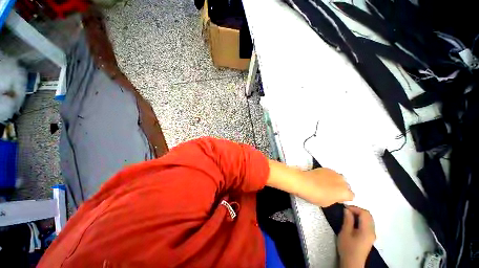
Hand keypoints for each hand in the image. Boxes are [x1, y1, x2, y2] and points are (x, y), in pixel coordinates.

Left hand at [297, 168, 353, 206]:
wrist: (303, 182)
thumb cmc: (315, 195)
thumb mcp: (327, 203)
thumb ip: (335, 199)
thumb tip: (335, 196)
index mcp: (345, 192)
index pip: (351, 196)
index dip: (344, 198)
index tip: (338, 199)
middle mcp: (343, 181)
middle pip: (346, 186)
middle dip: (341, 189)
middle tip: (332, 191)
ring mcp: (334, 173)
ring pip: (339, 178)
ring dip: (335, 181)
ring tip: (326, 184)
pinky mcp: (326, 168)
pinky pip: (331, 173)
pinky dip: (329, 176)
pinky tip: (321, 178)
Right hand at [338, 206, 375, 267]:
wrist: (352, 262)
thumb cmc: (348, 247)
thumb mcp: (345, 232)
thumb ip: (347, 220)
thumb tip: (347, 209)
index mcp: (367, 230)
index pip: (364, 213)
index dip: (355, 208)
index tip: (344, 208)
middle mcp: (372, 231)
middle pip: (368, 215)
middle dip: (357, 210)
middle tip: (346, 210)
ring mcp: (372, 234)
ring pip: (369, 219)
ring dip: (359, 214)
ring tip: (348, 214)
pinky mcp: (370, 237)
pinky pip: (368, 223)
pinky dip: (361, 219)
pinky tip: (353, 221)